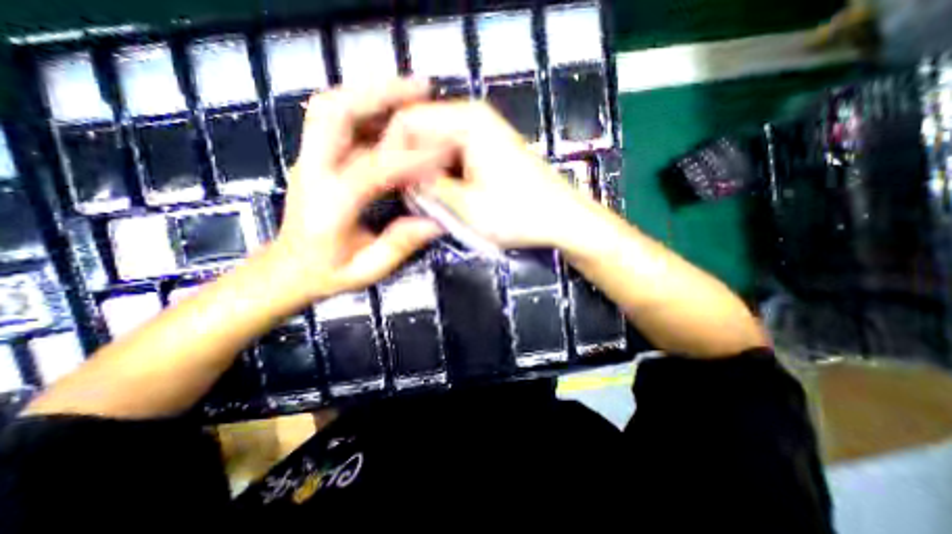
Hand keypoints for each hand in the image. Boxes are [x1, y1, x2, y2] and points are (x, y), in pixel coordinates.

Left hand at [267, 79, 446, 301]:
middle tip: (422, 89)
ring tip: (413, 91)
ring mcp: (309, 159)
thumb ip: (399, 246)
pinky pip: (336, 119)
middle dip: (380, 93)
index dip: (411, 159)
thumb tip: (436, 222)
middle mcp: (313, 171)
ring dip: (372, 92)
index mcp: (330, 204)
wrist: (286, 270)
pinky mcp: (315, 157)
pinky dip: (365, 107)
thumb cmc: (326, 274)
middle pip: (335, 112)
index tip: (443, 153)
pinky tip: (393, 111)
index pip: (373, 169)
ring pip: (332, 106)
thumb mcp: (366, 270)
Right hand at [383, 99, 595, 250]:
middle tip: (407, 196)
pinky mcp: (491, 148)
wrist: (563, 219)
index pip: (406, 121)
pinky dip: (445, 172)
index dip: (389, 152)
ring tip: (427, 199)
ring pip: (437, 144)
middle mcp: (473, 117)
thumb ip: (428, 187)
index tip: (387, 184)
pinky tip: (447, 194)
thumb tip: (404, 178)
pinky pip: (454, 153)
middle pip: (422, 130)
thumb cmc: (518, 214)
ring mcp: (484, 132)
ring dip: (427, 170)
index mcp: (465, 121)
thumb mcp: (465, 205)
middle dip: (409, 162)